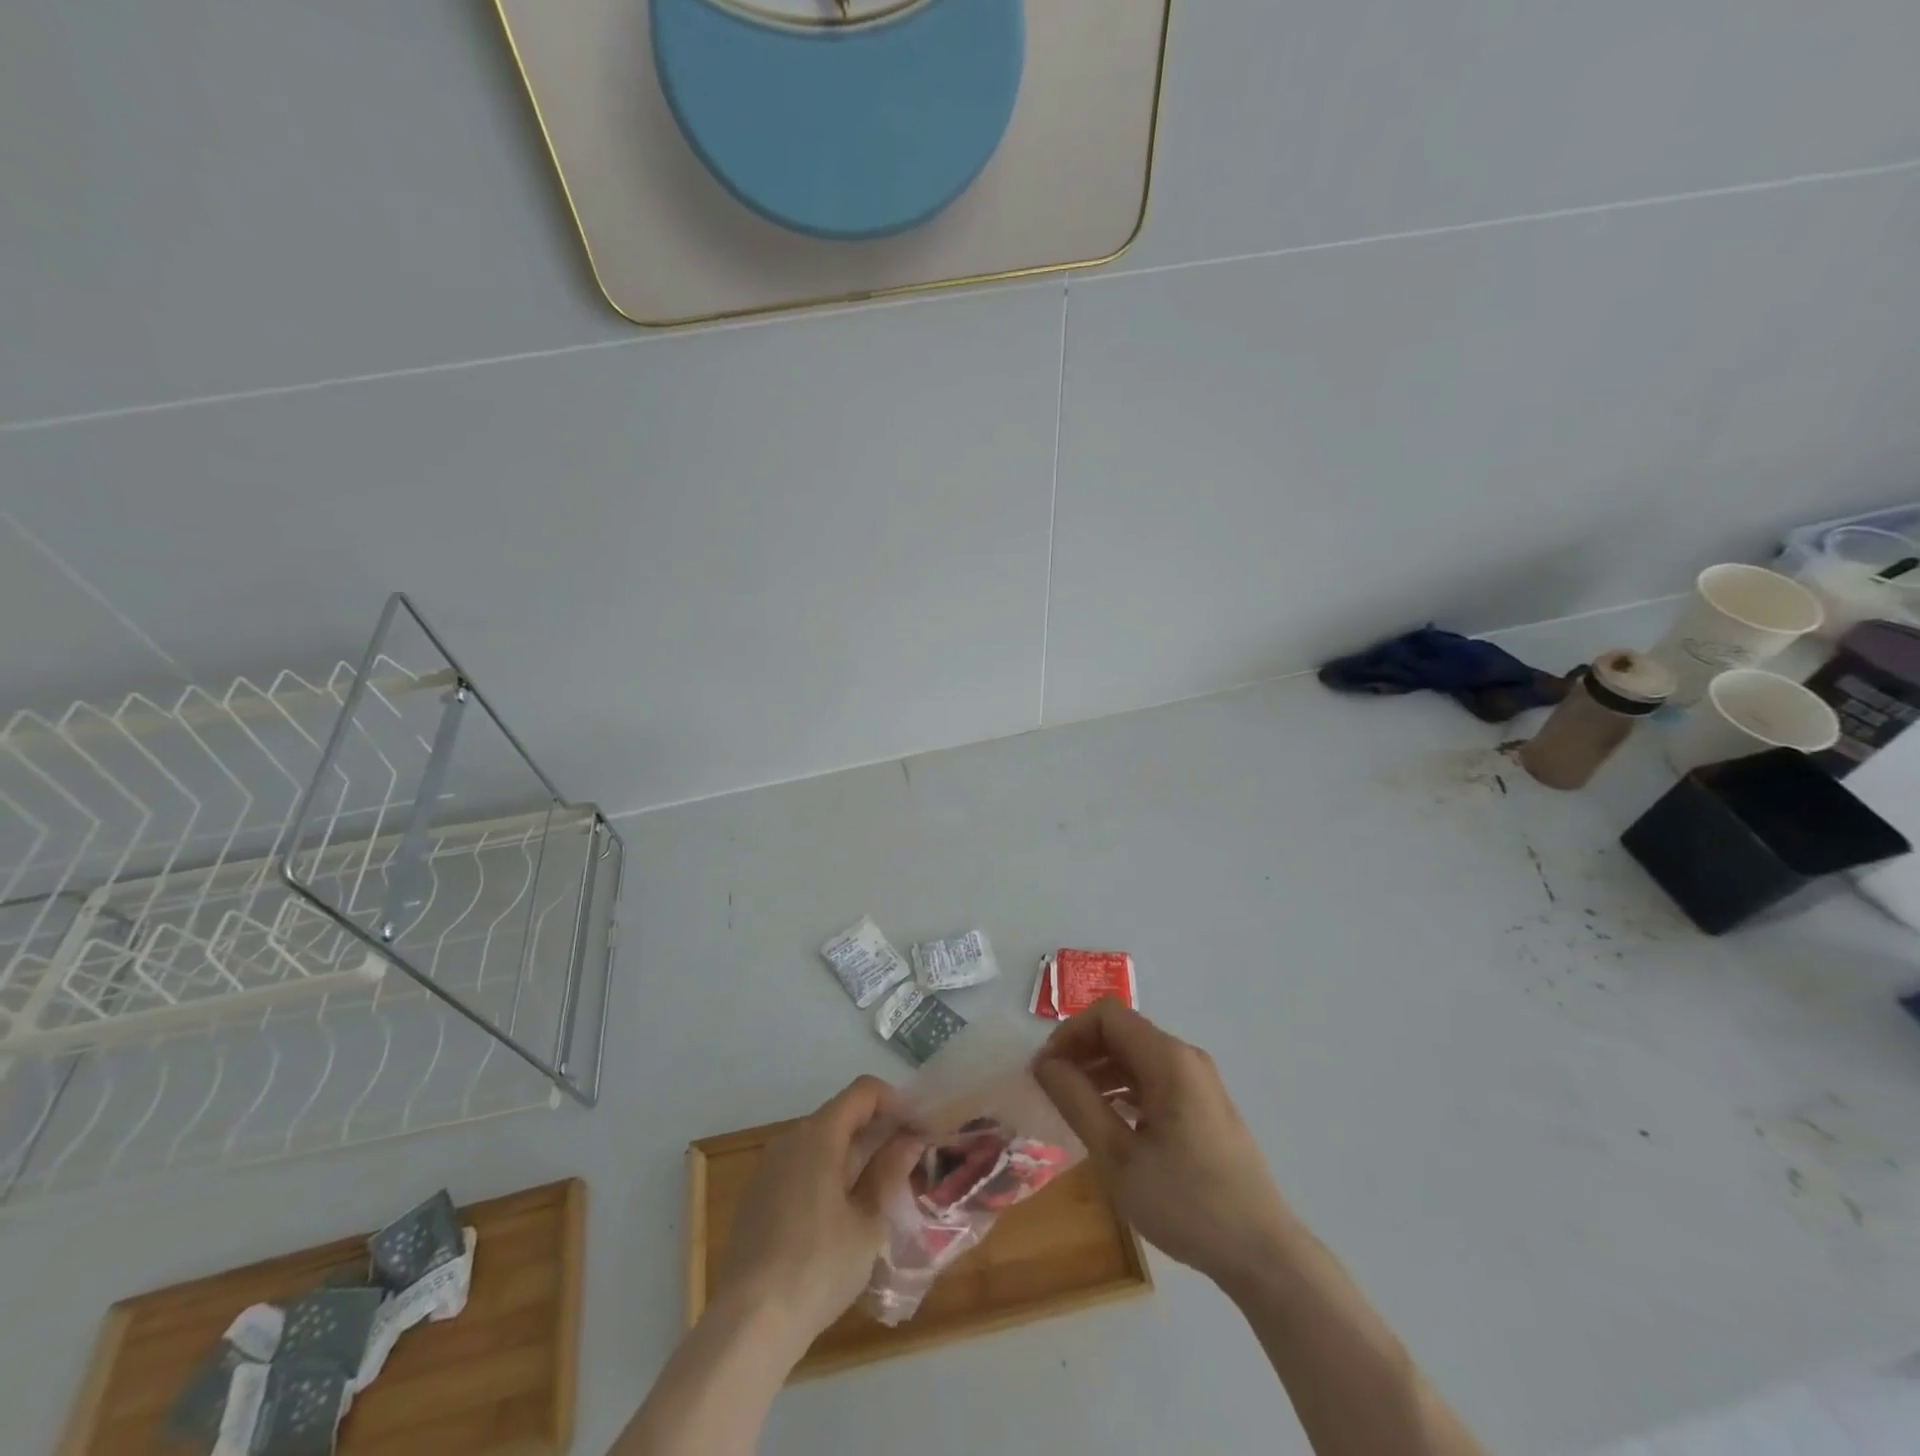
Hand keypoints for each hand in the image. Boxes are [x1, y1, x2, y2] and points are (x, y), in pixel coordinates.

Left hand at [716, 1076, 923, 1346]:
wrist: (749, 1323)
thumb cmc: (819, 1267)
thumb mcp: (869, 1222)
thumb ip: (890, 1172)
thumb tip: (909, 1139)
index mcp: (819, 1135)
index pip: (863, 1091)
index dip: (895, 1101)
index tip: (917, 1128)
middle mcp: (790, 1138)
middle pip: (841, 1114)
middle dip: (876, 1130)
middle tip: (906, 1161)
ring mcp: (769, 1166)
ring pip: (821, 1141)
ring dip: (853, 1153)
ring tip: (878, 1189)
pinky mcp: (757, 1194)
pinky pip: (800, 1165)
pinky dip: (827, 1172)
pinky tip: (840, 1213)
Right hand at [1033, 1002, 1294, 1291]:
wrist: (1262, 1253)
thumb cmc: (1186, 1202)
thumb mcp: (1118, 1156)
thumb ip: (1077, 1101)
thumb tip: (1045, 1064)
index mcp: (1168, 1059)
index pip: (1107, 1016)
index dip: (1070, 1034)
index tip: (1046, 1071)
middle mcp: (1186, 1057)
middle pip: (1122, 1032)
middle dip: (1082, 1052)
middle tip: (1052, 1089)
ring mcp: (1199, 1081)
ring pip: (1137, 1056)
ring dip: (1101, 1071)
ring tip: (1073, 1107)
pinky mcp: (1204, 1106)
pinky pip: (1154, 1079)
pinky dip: (1124, 1089)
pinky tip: (1108, 1122)